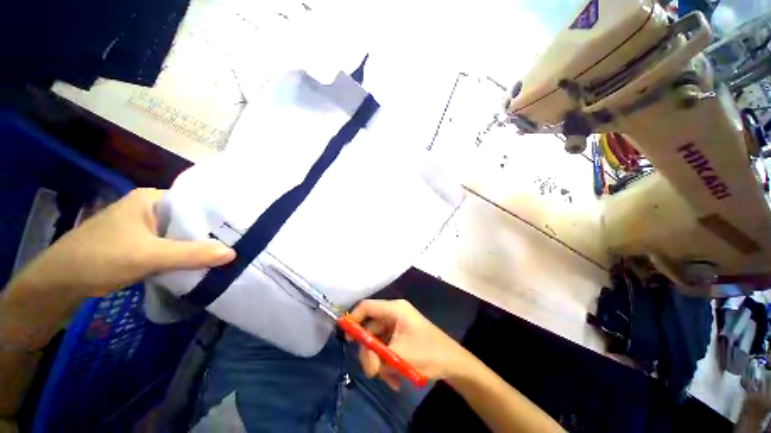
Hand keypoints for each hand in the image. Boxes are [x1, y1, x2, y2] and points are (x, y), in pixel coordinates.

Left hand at [9, 188, 234, 298]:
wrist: (61, 282)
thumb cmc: (100, 257)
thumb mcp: (147, 255)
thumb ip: (190, 254)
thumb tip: (233, 253)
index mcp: (152, 200)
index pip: (196, 201)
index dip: (219, 213)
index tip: (242, 225)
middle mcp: (152, 209)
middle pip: (191, 219)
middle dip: (213, 232)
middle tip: (241, 240)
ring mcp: (147, 227)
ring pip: (183, 234)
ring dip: (200, 245)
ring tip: (229, 251)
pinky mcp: (143, 244)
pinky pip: (174, 246)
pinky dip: (187, 254)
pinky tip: (203, 262)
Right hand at [349, 299, 471, 389]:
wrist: (453, 362)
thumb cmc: (428, 353)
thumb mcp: (399, 356)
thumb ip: (375, 356)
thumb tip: (363, 358)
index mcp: (395, 309)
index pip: (367, 306)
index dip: (353, 319)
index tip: (346, 338)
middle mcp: (395, 313)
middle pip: (370, 327)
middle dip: (369, 350)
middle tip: (372, 370)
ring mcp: (398, 325)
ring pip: (378, 340)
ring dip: (379, 360)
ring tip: (389, 377)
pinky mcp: (401, 335)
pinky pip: (386, 346)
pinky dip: (386, 361)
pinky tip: (395, 377)